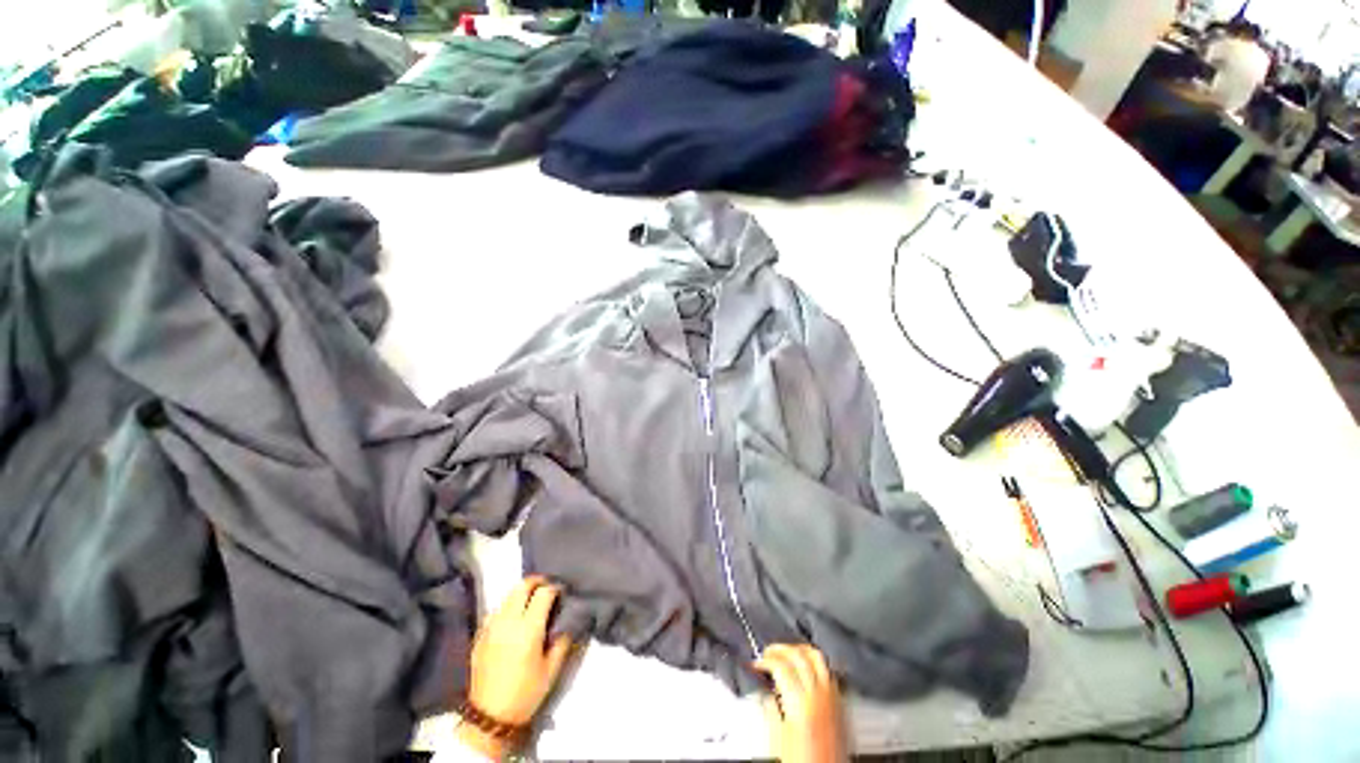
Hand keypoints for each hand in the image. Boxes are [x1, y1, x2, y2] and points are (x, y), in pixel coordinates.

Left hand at [457, 576, 572, 758]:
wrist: (489, 717)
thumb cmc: (525, 694)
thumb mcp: (551, 670)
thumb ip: (562, 641)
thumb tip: (568, 621)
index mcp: (528, 629)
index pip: (543, 592)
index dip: (555, 588)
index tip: (561, 593)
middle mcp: (508, 622)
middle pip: (522, 586)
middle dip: (537, 582)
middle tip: (547, 589)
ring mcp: (491, 627)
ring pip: (508, 595)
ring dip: (522, 593)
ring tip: (531, 603)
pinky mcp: (480, 634)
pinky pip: (496, 610)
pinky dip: (508, 607)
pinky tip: (513, 619)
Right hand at [755, 644, 844, 762]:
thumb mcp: (776, 738)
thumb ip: (770, 709)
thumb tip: (766, 691)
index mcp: (800, 703)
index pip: (781, 665)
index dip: (765, 660)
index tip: (757, 663)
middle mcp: (819, 696)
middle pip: (799, 655)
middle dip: (780, 649)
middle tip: (768, 652)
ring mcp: (832, 698)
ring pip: (817, 657)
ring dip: (799, 650)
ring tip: (787, 652)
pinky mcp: (841, 704)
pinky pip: (828, 671)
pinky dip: (815, 662)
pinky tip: (808, 667)